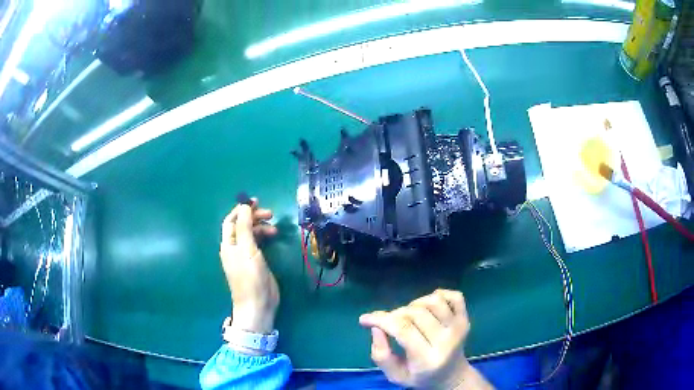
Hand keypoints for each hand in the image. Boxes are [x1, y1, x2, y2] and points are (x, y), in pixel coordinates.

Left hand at [220, 198, 278, 333]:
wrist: (257, 304)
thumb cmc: (250, 278)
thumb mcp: (247, 250)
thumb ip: (245, 227)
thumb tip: (244, 206)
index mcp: (228, 244)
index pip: (232, 220)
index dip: (242, 209)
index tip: (257, 202)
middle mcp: (234, 248)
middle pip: (242, 226)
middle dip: (254, 217)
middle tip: (271, 214)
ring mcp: (245, 255)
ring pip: (251, 234)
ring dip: (261, 227)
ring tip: (275, 229)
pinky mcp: (255, 262)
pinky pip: (257, 243)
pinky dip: (264, 237)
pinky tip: (272, 237)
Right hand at [359, 289, 491, 389]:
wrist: (452, 376)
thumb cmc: (419, 377)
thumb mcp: (395, 376)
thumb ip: (381, 355)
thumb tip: (376, 327)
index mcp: (427, 359)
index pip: (403, 329)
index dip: (380, 319)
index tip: (365, 319)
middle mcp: (446, 341)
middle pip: (416, 313)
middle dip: (395, 314)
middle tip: (388, 323)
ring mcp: (458, 328)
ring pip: (433, 301)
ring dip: (414, 304)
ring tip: (408, 316)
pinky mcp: (466, 319)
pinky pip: (454, 296)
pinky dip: (439, 295)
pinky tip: (428, 306)